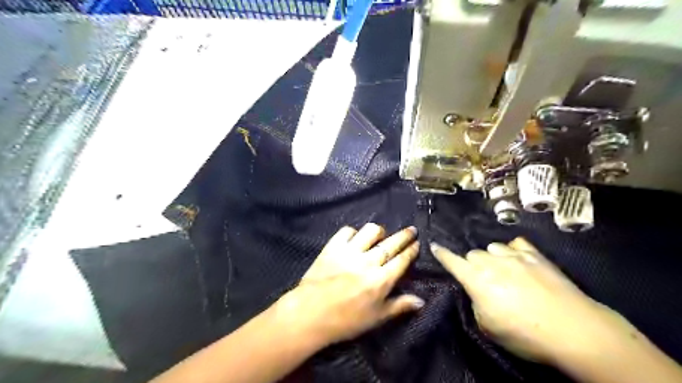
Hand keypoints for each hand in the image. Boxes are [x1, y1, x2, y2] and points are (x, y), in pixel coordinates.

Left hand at [271, 225, 422, 346]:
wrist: (310, 313)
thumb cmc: (346, 320)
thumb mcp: (376, 317)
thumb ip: (399, 306)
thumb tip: (421, 300)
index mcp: (381, 280)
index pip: (402, 260)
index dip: (411, 250)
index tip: (417, 243)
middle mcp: (368, 261)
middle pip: (391, 243)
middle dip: (404, 235)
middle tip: (411, 230)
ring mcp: (350, 251)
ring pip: (370, 231)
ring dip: (379, 232)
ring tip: (380, 235)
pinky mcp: (333, 246)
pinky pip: (347, 231)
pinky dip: (353, 232)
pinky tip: (355, 238)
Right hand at [427, 236, 630, 364]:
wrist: (573, 330)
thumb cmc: (524, 334)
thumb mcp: (488, 326)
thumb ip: (476, 303)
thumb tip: (478, 292)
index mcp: (476, 279)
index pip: (452, 261)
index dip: (441, 254)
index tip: (434, 246)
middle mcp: (491, 262)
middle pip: (473, 254)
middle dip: (473, 264)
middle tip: (483, 280)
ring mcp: (514, 256)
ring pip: (492, 247)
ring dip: (492, 257)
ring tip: (503, 270)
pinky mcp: (536, 255)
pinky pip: (516, 244)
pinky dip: (513, 251)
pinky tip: (519, 260)